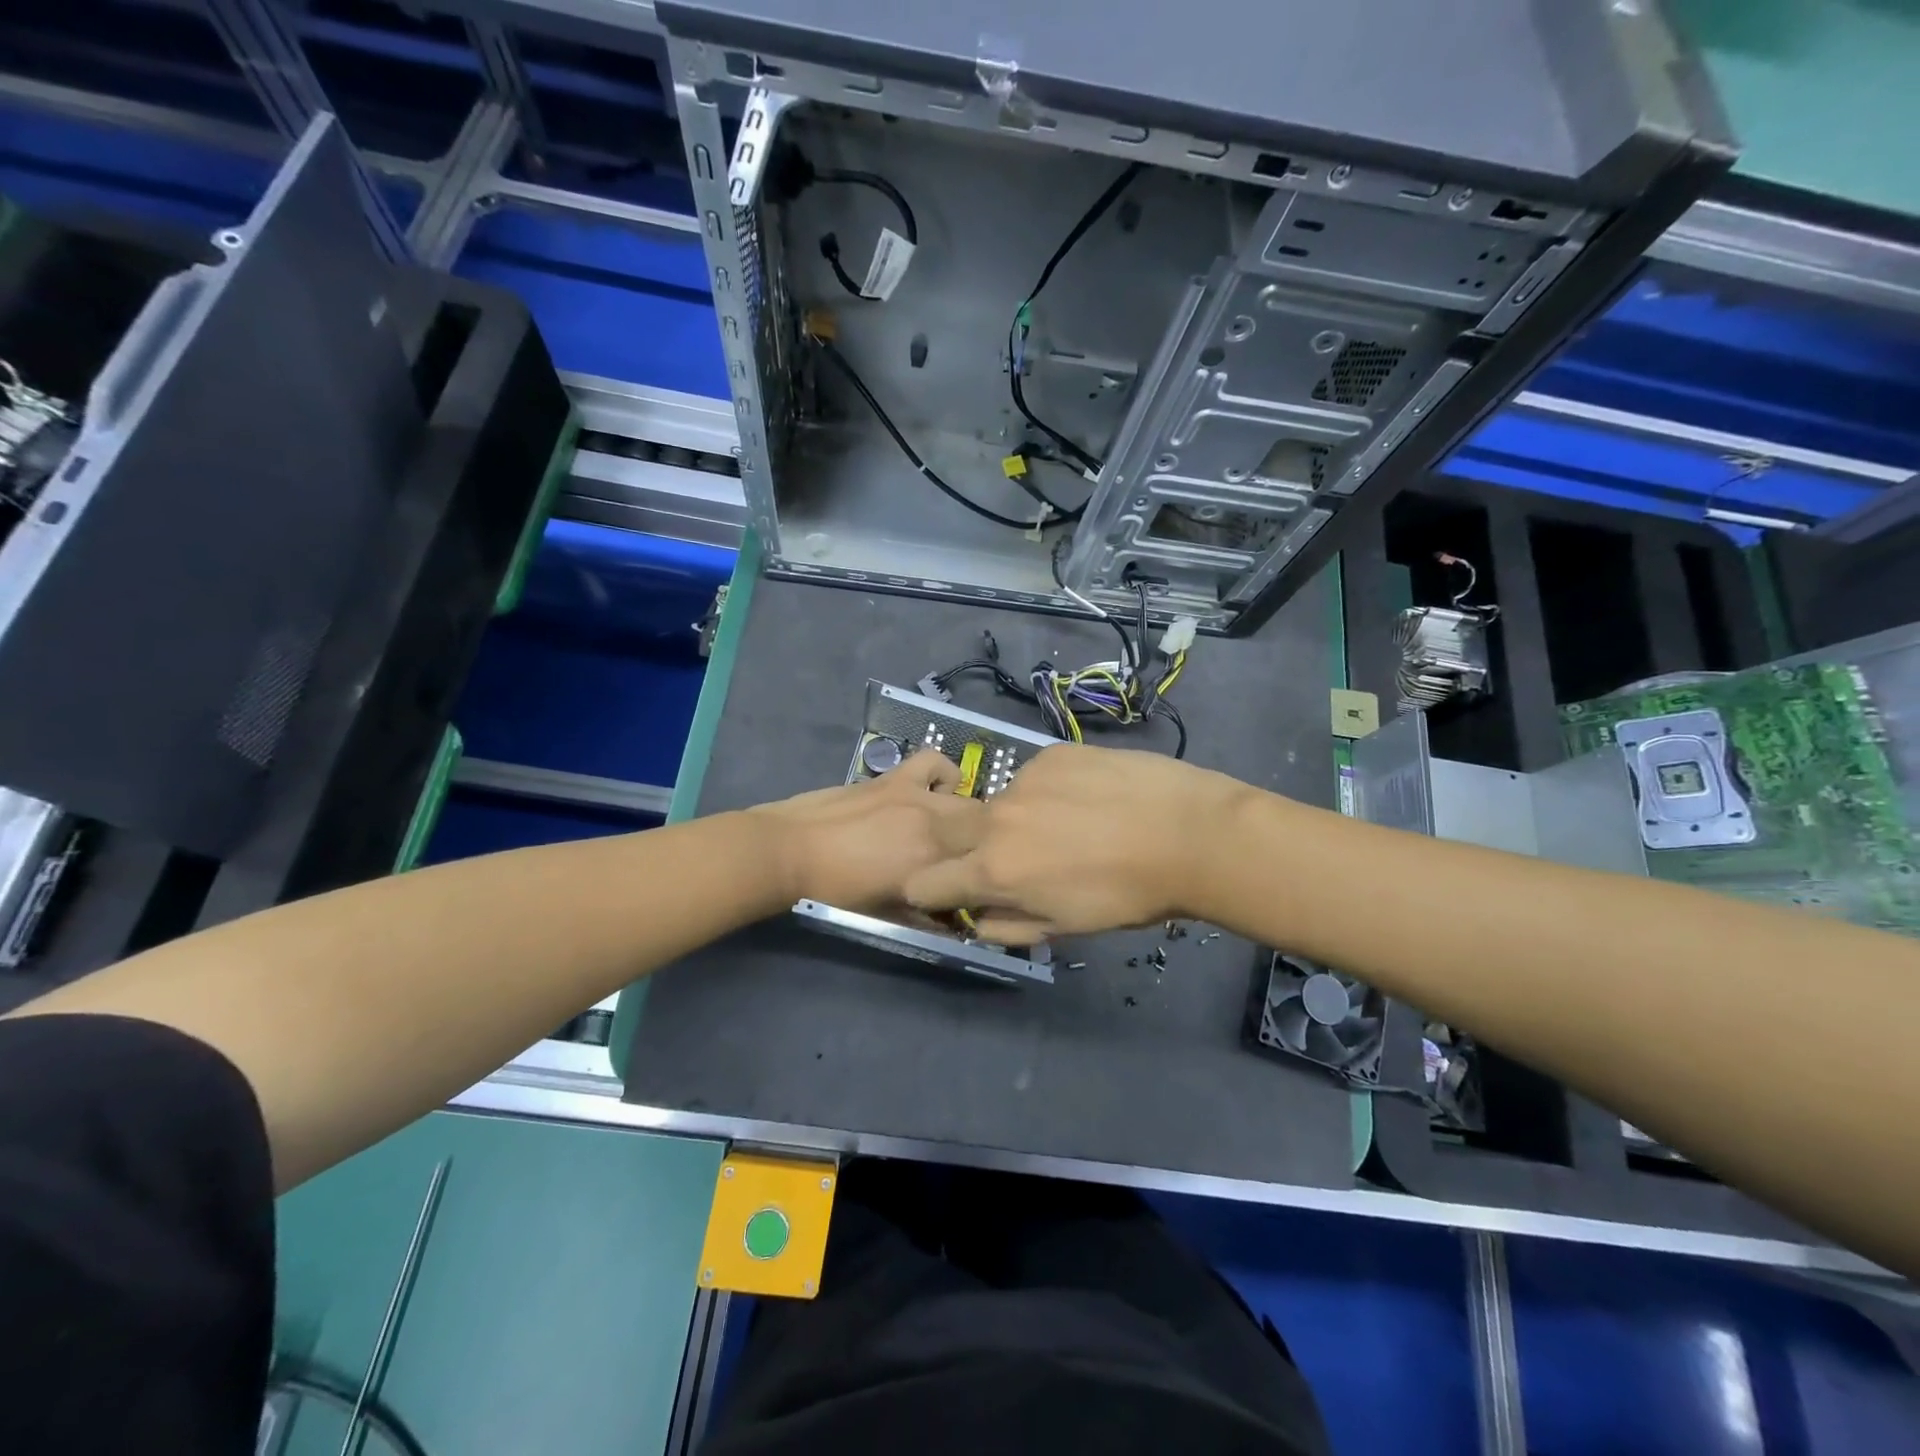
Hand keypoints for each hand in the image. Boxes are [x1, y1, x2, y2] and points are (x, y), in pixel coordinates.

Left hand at [750, 751, 984, 916]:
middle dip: (980, 845)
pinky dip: (942, 774)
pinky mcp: (897, 778)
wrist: (789, 852)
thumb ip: (925, 915)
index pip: (980, 868)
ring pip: (968, 801)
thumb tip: (952, 921)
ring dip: (967, 814)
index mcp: (932, 867)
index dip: (981, 875)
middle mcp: (935, 829)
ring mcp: (918, 798)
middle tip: (961, 858)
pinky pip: (934, 763)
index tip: (971, 884)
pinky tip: (932, 789)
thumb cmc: (833, 891)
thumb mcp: (885, 913)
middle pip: (983, 831)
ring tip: (948, 824)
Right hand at [901, 744, 1251, 942]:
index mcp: (994, 870)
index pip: (923, 882)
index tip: (955, 891)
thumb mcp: (1065, 927)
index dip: (933, 891)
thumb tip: (975, 917)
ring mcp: (1023, 778)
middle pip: (948, 829)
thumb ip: (1007, 926)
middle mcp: (995, 818)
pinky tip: (1090, 797)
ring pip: (999, 802)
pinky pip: (1033, 776)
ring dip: (1016, 818)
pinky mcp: (1051, 753)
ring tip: (1071, 824)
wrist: (1189, 832)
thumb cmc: (1128, 895)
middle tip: (1012, 856)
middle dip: (963, 846)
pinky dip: (1049, 791)